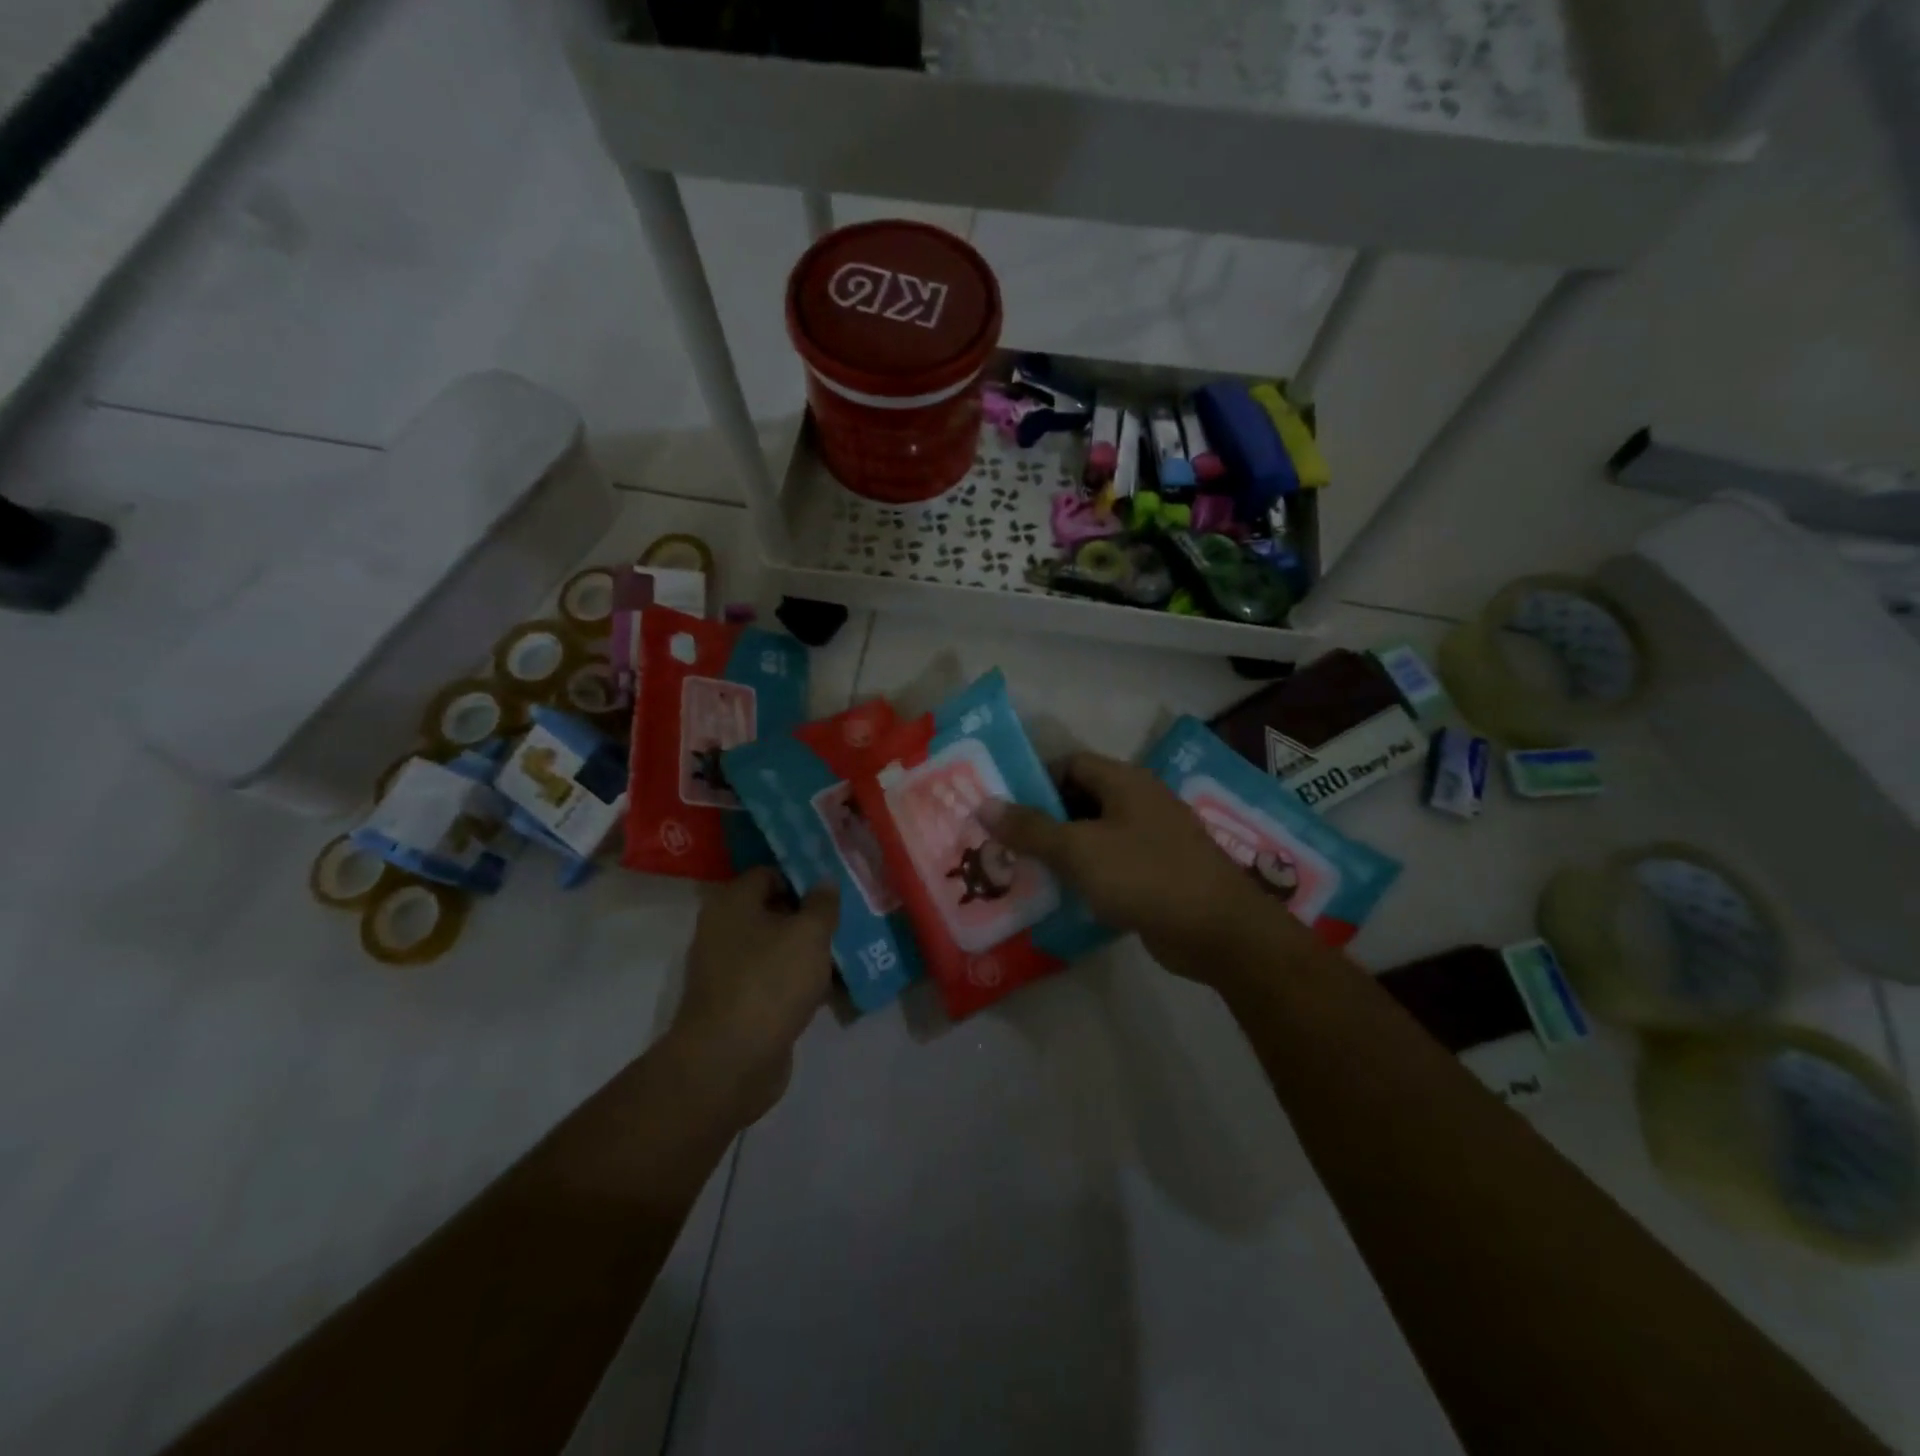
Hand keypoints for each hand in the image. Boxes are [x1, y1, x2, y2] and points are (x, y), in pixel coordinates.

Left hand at [668, 866, 837, 1126]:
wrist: (730, 1063)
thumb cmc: (769, 983)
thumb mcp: (809, 934)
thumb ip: (822, 903)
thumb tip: (825, 881)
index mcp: (732, 903)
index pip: (769, 873)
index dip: (803, 876)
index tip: (836, 888)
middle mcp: (724, 931)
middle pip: (774, 912)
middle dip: (811, 916)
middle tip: (848, 919)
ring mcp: (729, 970)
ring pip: (777, 949)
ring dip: (809, 952)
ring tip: (848, 952)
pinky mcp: (740, 1004)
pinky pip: (775, 981)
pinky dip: (800, 982)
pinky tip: (832, 988)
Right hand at [982, 752, 1282, 987]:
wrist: (1217, 931)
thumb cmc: (1145, 875)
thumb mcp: (1079, 850)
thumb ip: (1031, 828)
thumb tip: (985, 803)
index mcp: (1125, 782)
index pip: (1071, 764)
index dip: (1036, 780)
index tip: (1004, 808)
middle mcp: (1139, 803)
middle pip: (1081, 800)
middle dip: (1043, 820)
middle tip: (1004, 843)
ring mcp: (1151, 840)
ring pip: (1094, 836)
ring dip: (1062, 852)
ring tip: (1022, 870)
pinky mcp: (1156, 875)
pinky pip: (1110, 866)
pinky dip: (1085, 876)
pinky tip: (1059, 897)